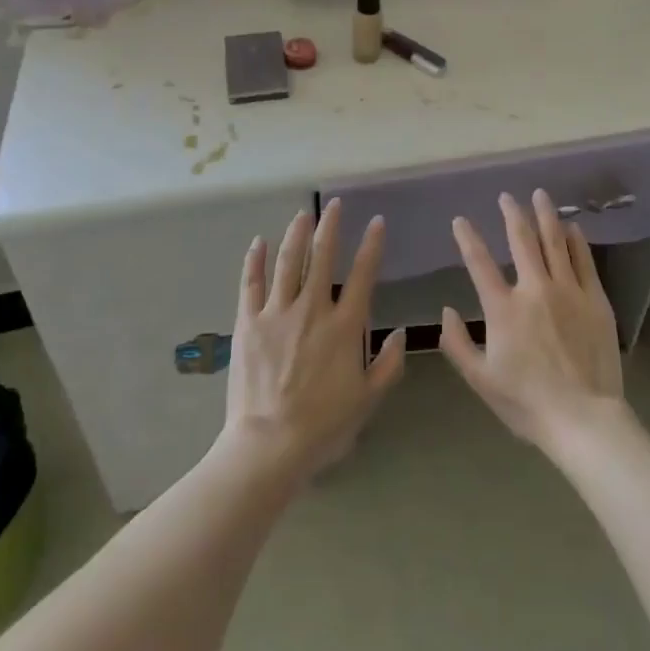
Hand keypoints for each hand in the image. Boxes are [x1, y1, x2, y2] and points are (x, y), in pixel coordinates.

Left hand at [220, 199, 406, 483]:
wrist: (269, 444)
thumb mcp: (368, 399)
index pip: (362, 274)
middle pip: (322, 257)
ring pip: (288, 262)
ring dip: (296, 234)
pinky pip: (251, 283)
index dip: (371, 245)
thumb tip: (401, 332)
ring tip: (302, 214)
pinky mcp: (248, 323)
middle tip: (334, 205)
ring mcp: (277, 313)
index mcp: (344, 326)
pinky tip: (259, 242)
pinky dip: (256, 260)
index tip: (376, 222)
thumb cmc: (323, 425)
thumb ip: (389, 364)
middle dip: (330, 227)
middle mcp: (312, 309)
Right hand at [440, 190, 628, 456]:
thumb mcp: (480, 380)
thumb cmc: (526, 403)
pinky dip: (576, 240)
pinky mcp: (595, 299)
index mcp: (503, 308)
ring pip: (555, 241)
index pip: (480, 263)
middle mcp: (534, 289)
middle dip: (512, 214)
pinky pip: (584, 260)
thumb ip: (457, 344)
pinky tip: (573, 227)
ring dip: (546, 215)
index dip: (467, 238)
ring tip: (540, 196)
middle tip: (507, 197)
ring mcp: (568, 291)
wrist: (583, 419)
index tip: (460, 220)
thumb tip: (446, 310)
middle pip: (522, 240)